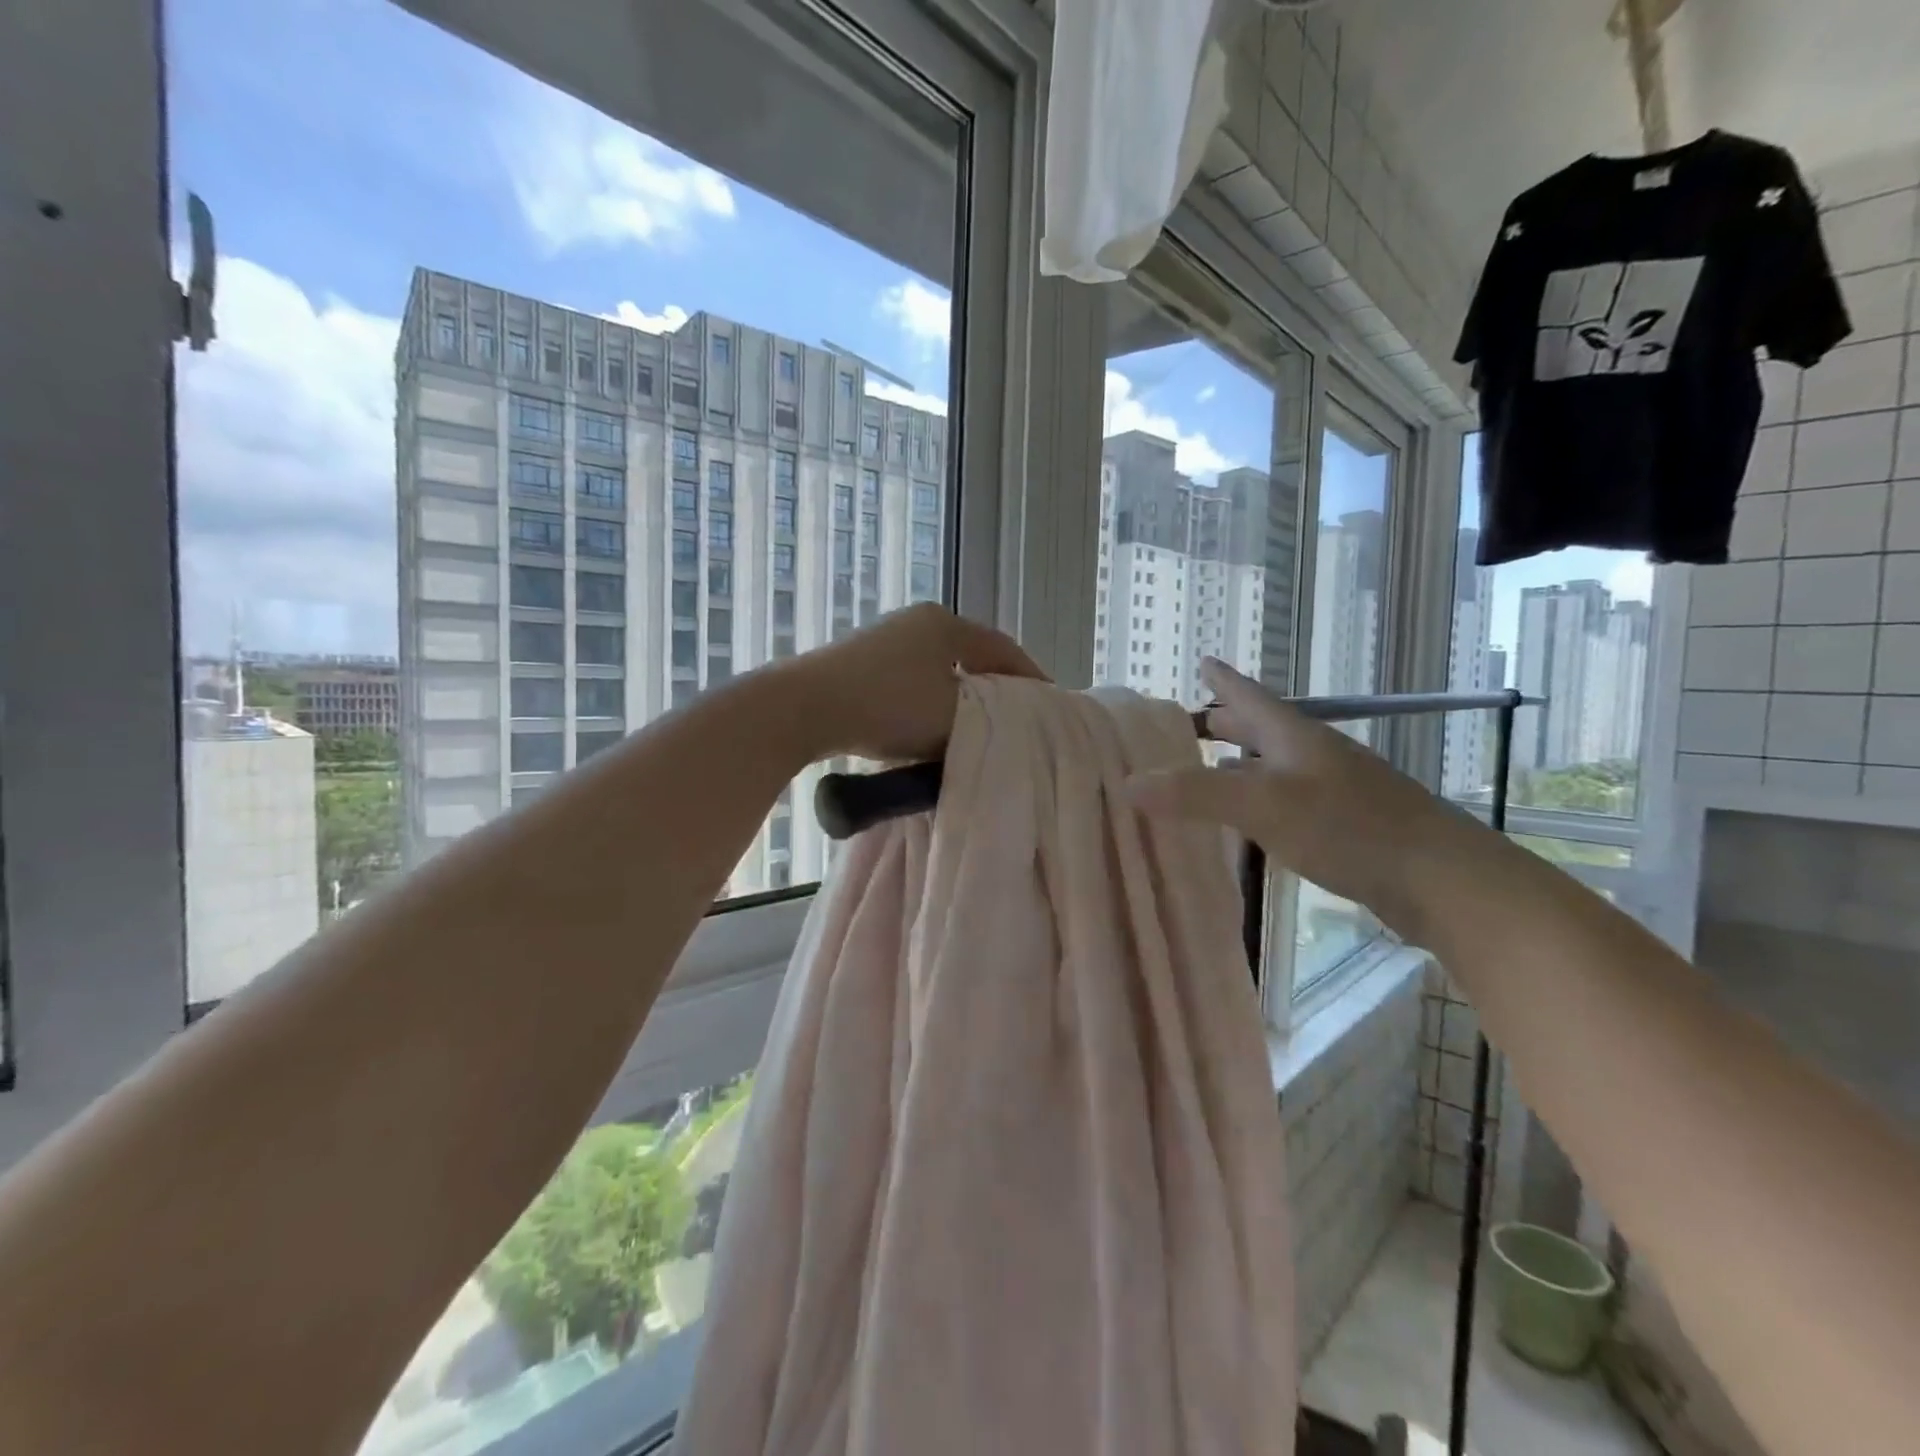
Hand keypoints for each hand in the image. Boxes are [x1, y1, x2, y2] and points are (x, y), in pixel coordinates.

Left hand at [788, 603, 1045, 763]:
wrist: (805, 708)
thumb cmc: (888, 707)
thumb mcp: (951, 717)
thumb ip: (985, 717)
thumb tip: (995, 721)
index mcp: (946, 624)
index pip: (1003, 649)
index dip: (1030, 677)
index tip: (1050, 703)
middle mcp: (917, 622)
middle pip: (971, 655)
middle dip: (995, 686)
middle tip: (1016, 716)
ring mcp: (884, 638)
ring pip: (939, 669)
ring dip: (959, 695)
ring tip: (976, 725)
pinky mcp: (859, 661)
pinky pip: (910, 681)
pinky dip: (929, 701)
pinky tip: (929, 724)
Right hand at [1127, 657, 1488, 938]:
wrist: (1442, 880)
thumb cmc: (1349, 827)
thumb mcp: (1263, 805)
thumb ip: (1195, 793)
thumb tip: (1128, 782)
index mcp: (1294, 736)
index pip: (1249, 696)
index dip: (1223, 678)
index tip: (1202, 660)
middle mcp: (1312, 755)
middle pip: (1262, 728)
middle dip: (1227, 721)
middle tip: (1190, 723)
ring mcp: (1332, 790)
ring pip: (1274, 766)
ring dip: (1241, 763)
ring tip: (1209, 770)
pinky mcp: (1343, 826)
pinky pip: (1286, 800)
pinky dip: (1259, 800)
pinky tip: (1249, 822)